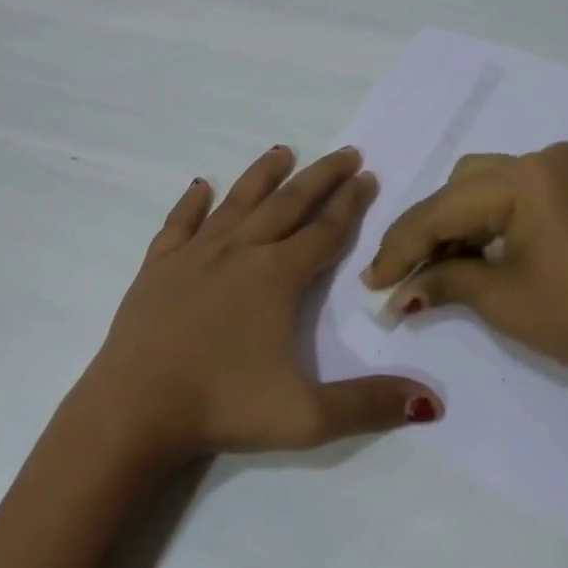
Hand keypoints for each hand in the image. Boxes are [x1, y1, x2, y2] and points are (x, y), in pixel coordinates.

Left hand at [76, 145, 441, 466]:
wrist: (135, 407)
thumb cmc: (222, 407)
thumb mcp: (306, 417)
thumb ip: (369, 405)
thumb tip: (432, 402)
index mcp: (276, 277)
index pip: (324, 231)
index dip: (350, 204)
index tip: (367, 176)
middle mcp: (239, 252)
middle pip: (288, 204)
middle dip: (320, 177)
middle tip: (345, 152)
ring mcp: (194, 254)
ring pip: (236, 202)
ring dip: (262, 176)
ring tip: (282, 151)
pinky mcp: (158, 266)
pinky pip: (179, 223)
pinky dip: (192, 202)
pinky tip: (199, 186)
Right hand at [361, 143, 567, 392]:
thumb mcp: (502, 300)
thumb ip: (441, 282)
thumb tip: (396, 293)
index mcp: (526, 176)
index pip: (442, 209)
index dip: (400, 248)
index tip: (369, 281)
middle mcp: (544, 158)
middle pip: (460, 189)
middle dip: (427, 233)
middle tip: (400, 278)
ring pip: (485, 189)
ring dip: (455, 226)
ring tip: (433, 272)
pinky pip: (515, 197)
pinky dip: (489, 224)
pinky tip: (471, 257)